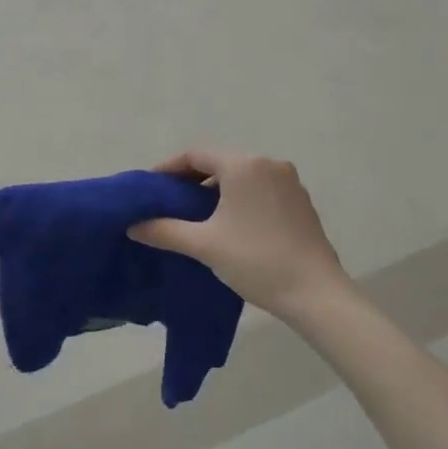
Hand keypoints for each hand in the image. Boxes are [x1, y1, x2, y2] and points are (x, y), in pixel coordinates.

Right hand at [129, 149, 351, 322]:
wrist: (315, 293)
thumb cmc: (256, 260)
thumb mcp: (204, 244)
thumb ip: (164, 230)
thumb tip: (132, 226)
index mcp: (244, 165)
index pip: (195, 155)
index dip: (168, 169)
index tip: (149, 188)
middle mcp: (268, 164)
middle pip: (219, 163)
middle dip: (190, 180)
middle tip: (167, 202)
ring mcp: (289, 182)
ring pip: (240, 176)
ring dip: (214, 190)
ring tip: (194, 215)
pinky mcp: (300, 201)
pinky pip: (259, 189)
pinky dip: (238, 198)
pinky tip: (228, 223)